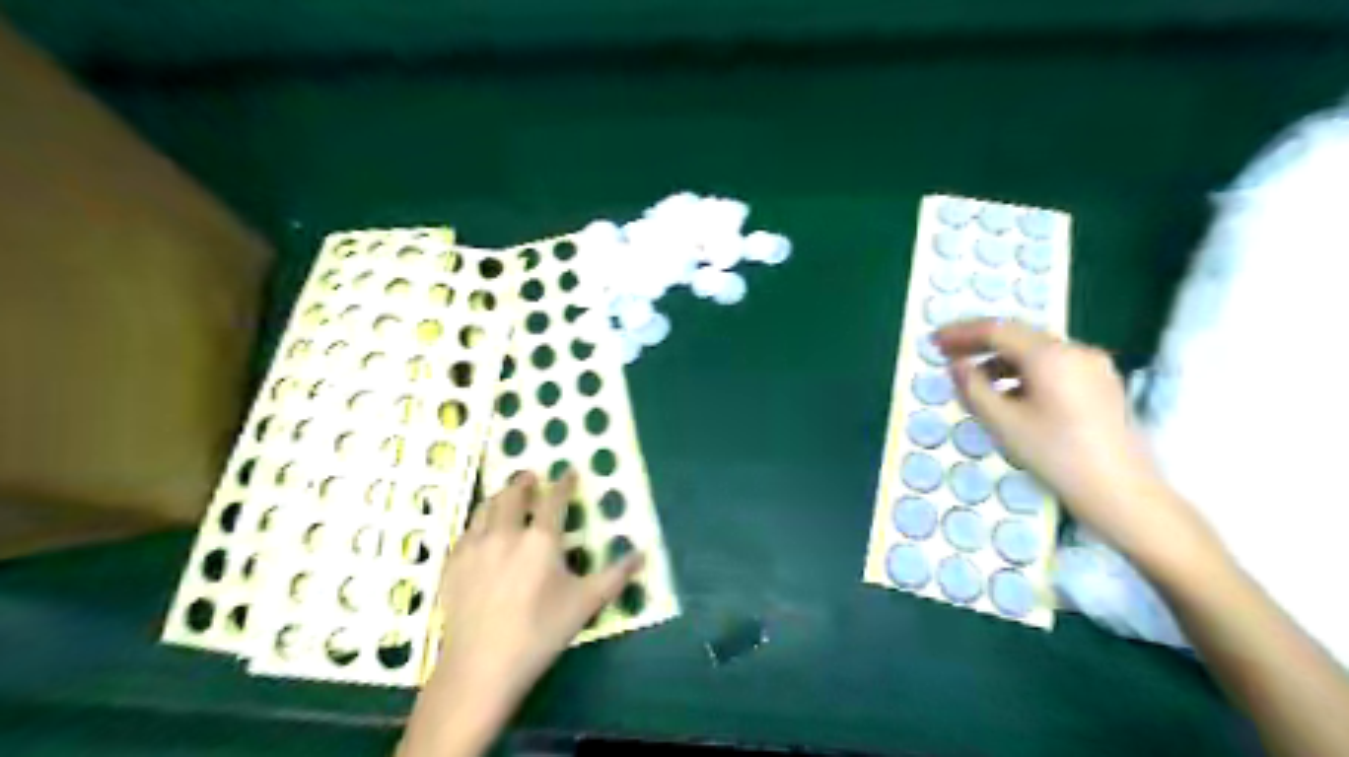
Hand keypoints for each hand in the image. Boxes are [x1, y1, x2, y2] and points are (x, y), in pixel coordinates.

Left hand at [400, 469, 640, 752]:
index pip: (553, 499)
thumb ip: (616, 576)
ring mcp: (475, 547)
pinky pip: (467, 531)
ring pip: (485, 508)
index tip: (569, 472)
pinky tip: (481, 531)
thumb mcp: (586, 604)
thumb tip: (643, 554)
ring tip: (505, 495)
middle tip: (531, 477)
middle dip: (524, 482)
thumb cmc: (540, 633)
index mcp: (541, 539)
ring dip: (499, 496)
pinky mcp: (453, 564)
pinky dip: (479, 522)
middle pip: (513, 495)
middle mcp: (506, 533)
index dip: (564, 483)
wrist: (481, 667)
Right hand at [941, 320, 1187, 554]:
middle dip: (980, 343)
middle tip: (948, 354)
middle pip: (1019, 336)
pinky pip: (1053, 367)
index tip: (934, 342)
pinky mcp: (1101, 385)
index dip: (962, 333)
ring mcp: (1093, 367)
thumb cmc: (1056, 456)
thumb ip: (973, 388)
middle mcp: (1075, 350)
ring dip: (1001, 360)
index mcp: (1050, 355)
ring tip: (975, 381)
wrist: (1123, 494)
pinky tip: (1010, 395)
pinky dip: (1024, 373)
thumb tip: (956, 365)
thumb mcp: (1003, 423)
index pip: (997, 330)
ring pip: (1036, 352)